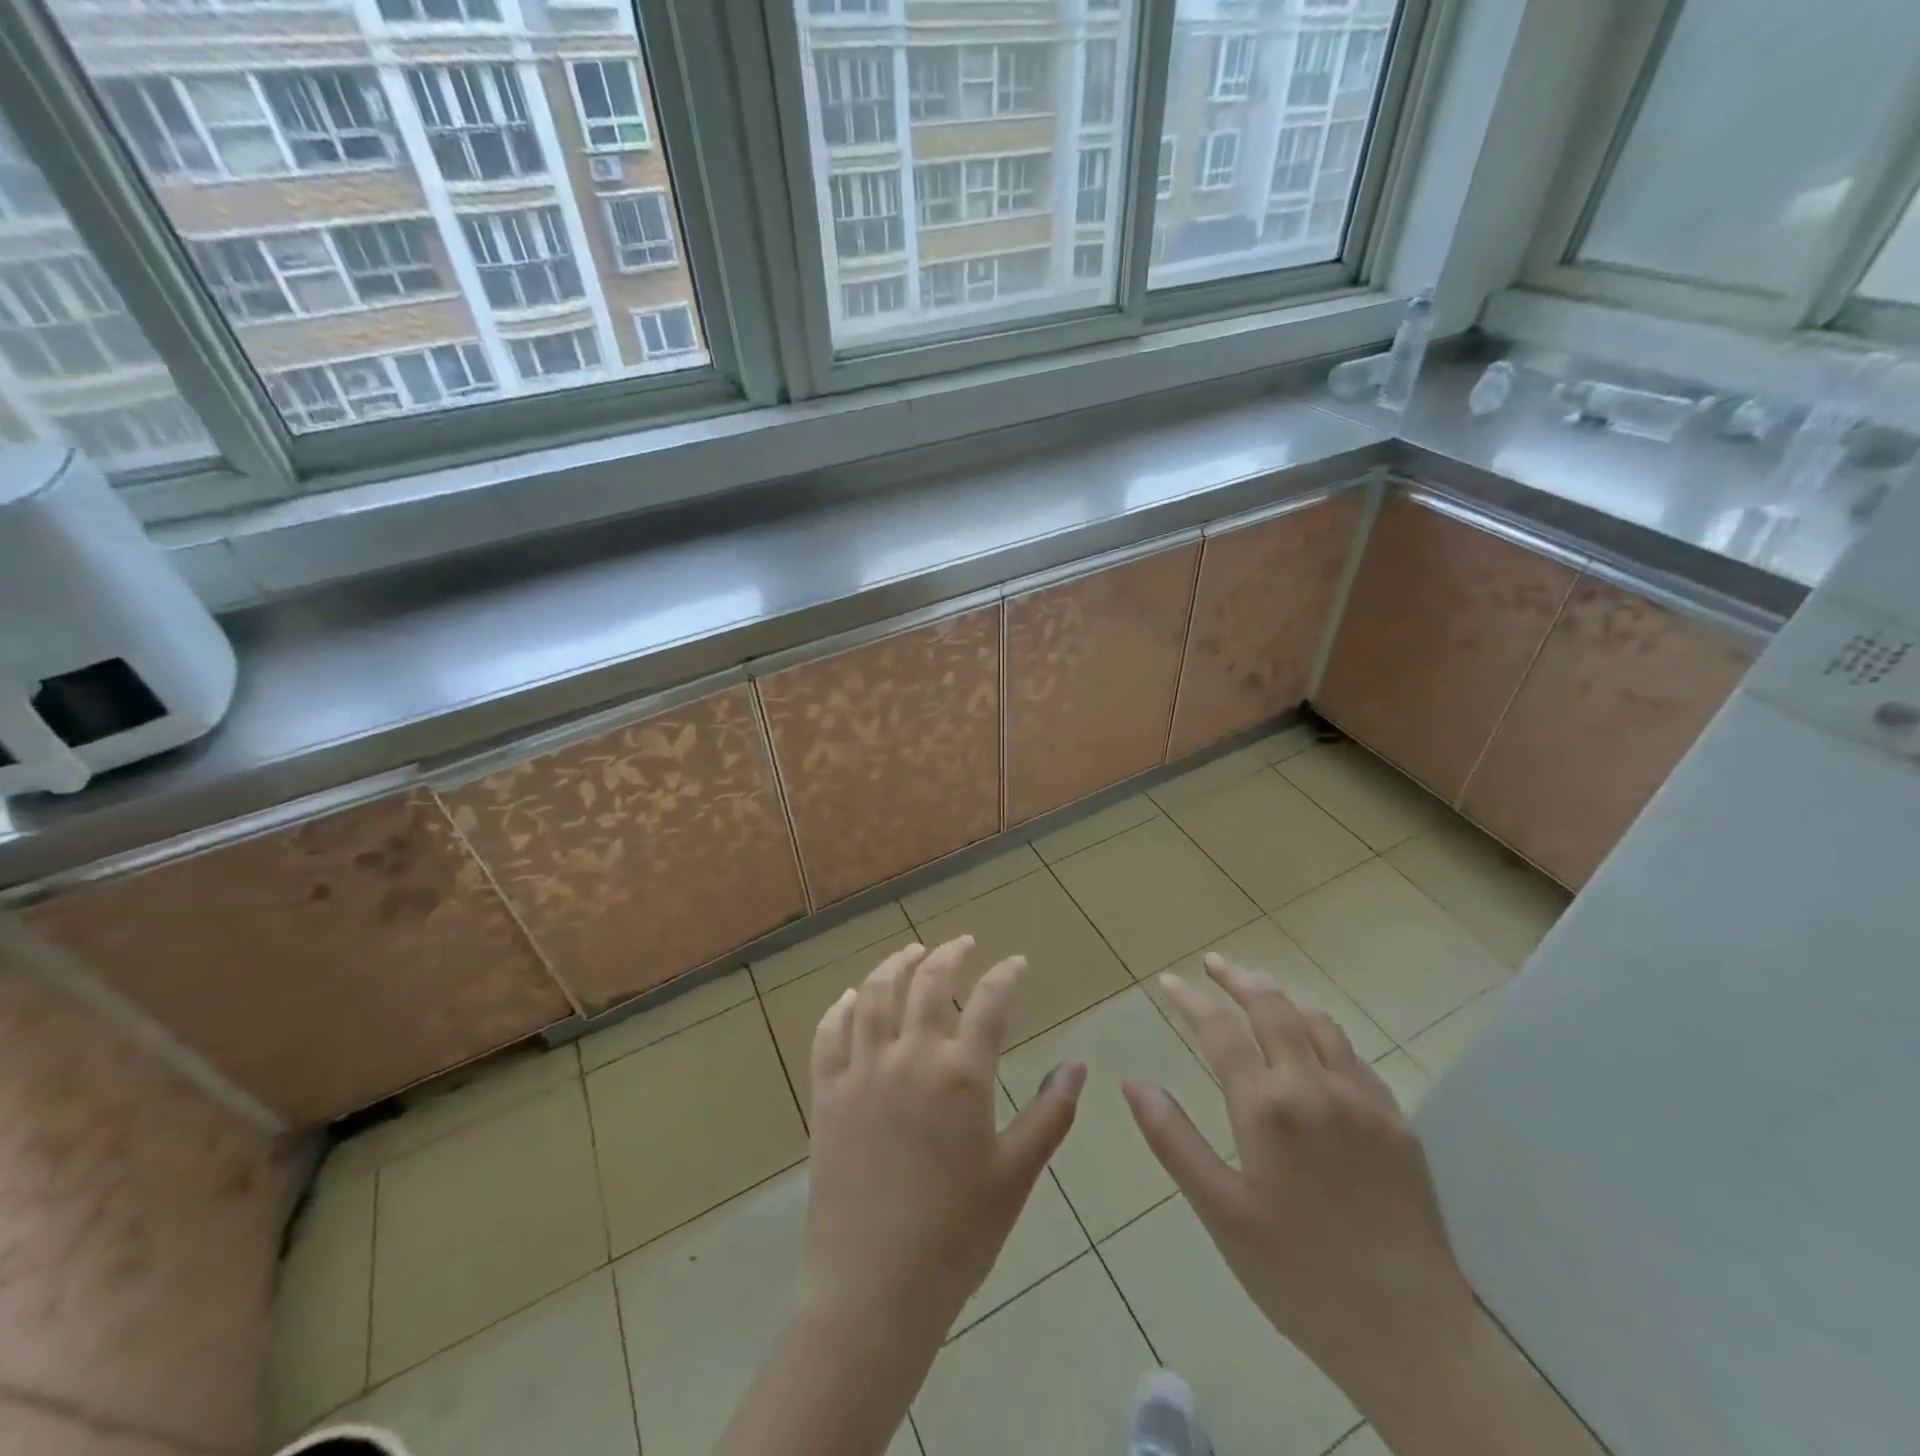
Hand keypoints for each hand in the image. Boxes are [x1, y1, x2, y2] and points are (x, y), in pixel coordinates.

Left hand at [804, 936, 1086, 1347]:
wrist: (875, 1292)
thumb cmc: (957, 1236)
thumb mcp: (1016, 1175)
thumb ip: (1050, 1114)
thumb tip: (1078, 1064)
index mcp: (960, 1075)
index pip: (989, 1002)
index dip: (1006, 975)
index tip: (1016, 963)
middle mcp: (909, 1058)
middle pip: (928, 983)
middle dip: (948, 954)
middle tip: (962, 943)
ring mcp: (862, 1073)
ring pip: (875, 996)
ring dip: (894, 965)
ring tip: (909, 952)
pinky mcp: (826, 1096)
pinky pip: (829, 1035)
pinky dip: (842, 1008)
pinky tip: (852, 997)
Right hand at [1123, 953, 1475, 1400]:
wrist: (1413, 1337)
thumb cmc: (1299, 1276)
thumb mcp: (1220, 1213)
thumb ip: (1174, 1140)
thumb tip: (1132, 1083)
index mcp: (1267, 1107)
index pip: (1220, 1029)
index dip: (1190, 1000)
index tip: (1168, 982)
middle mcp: (1315, 1087)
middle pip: (1272, 1007)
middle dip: (1238, 979)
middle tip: (1212, 965)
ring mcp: (1363, 1100)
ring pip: (1318, 1022)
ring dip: (1281, 998)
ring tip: (1258, 993)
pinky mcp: (1397, 1122)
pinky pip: (1353, 1056)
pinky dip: (1321, 1033)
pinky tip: (1314, 1047)